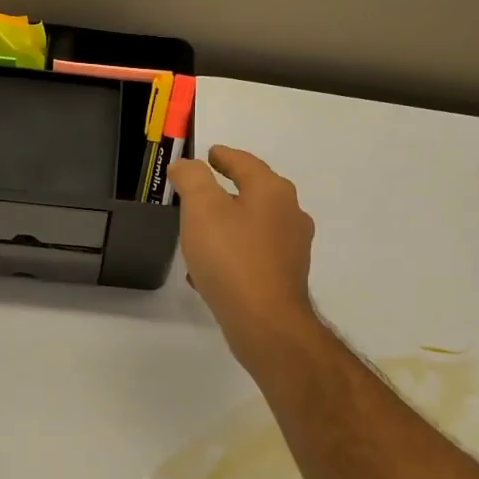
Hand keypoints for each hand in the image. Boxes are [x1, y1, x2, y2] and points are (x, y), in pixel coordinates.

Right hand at [169, 146, 320, 371]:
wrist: (265, 323)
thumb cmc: (232, 258)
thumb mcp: (202, 209)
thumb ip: (193, 179)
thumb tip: (187, 165)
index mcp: (272, 191)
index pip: (244, 162)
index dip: (223, 156)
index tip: (208, 155)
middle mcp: (289, 214)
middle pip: (253, 193)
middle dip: (225, 192)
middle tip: (198, 193)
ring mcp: (291, 248)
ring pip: (252, 227)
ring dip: (226, 227)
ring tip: (198, 235)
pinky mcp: (285, 277)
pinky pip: (252, 256)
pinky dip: (231, 255)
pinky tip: (207, 272)